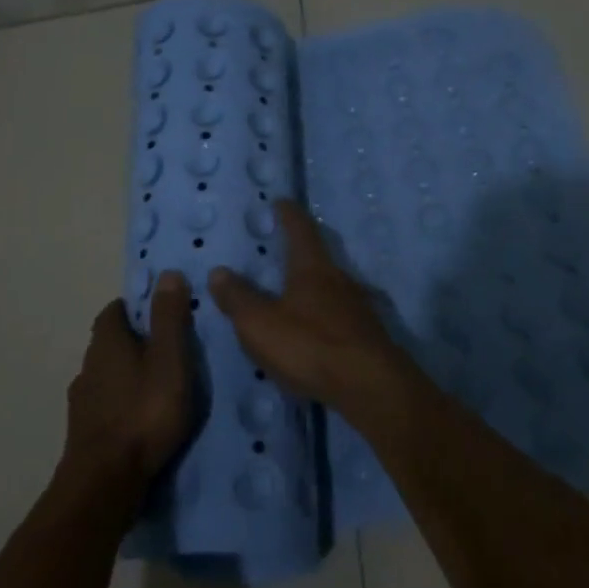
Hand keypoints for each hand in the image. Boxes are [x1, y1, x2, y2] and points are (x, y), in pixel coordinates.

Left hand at [64, 272, 192, 487]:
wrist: (105, 481)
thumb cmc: (144, 412)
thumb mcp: (170, 360)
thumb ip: (169, 318)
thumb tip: (168, 273)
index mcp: (107, 342)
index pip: (115, 310)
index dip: (138, 307)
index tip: (163, 313)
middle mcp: (88, 365)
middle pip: (110, 342)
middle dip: (136, 341)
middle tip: (170, 350)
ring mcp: (82, 401)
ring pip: (107, 375)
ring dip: (128, 375)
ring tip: (160, 386)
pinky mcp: (84, 431)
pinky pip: (106, 405)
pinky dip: (122, 403)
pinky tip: (142, 418)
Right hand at [207, 201, 425, 416]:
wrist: (370, 386)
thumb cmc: (310, 345)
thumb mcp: (260, 324)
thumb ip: (238, 298)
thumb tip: (219, 271)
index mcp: (313, 269)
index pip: (300, 230)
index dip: (289, 214)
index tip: (281, 201)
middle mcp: (340, 280)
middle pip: (320, 257)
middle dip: (302, 251)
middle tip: (284, 249)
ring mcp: (358, 308)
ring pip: (332, 287)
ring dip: (314, 285)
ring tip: (295, 292)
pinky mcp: (367, 335)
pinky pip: (340, 315)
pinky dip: (324, 314)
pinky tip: (317, 329)